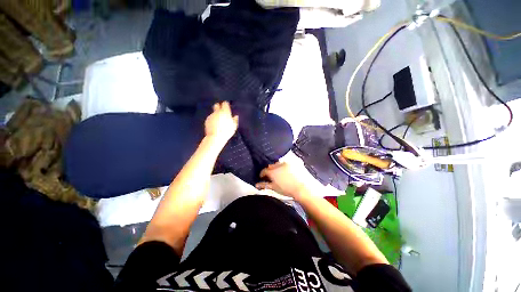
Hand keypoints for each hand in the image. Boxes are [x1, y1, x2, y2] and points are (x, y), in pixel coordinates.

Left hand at [205, 102, 238, 144]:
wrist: (216, 137)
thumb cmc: (227, 131)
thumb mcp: (234, 126)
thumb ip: (235, 120)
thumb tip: (236, 116)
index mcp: (225, 112)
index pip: (225, 103)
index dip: (226, 105)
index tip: (227, 107)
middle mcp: (217, 112)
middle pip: (217, 105)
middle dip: (218, 107)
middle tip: (221, 111)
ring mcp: (211, 115)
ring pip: (214, 112)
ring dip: (216, 115)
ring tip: (219, 122)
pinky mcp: (207, 120)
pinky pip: (210, 118)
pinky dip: (212, 120)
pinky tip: (215, 125)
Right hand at [255, 162, 305, 198]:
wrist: (304, 189)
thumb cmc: (288, 190)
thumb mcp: (274, 188)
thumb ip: (264, 185)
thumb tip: (257, 184)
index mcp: (272, 171)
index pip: (264, 170)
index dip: (262, 174)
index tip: (262, 177)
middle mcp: (279, 164)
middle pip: (271, 166)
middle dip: (270, 170)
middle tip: (271, 176)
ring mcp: (287, 162)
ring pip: (278, 163)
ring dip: (277, 167)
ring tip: (280, 174)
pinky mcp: (294, 161)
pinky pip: (287, 162)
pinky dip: (285, 166)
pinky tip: (288, 172)